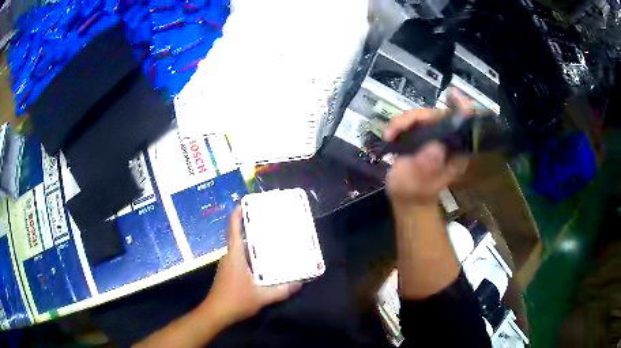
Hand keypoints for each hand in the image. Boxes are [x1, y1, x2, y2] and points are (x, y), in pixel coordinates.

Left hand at [201, 207, 300, 326]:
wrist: (216, 313)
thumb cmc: (236, 300)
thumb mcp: (262, 297)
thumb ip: (281, 290)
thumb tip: (299, 284)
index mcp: (235, 256)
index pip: (234, 230)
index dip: (237, 215)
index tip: (243, 203)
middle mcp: (230, 257)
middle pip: (238, 237)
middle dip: (250, 228)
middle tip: (268, 223)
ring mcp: (227, 266)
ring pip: (240, 249)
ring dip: (251, 243)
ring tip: (269, 240)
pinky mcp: (228, 273)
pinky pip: (240, 258)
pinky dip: (250, 256)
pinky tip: (262, 262)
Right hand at [383, 89, 469, 207]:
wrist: (405, 199)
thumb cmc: (414, 193)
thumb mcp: (420, 182)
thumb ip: (427, 165)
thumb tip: (434, 145)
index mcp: (456, 152)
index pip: (464, 125)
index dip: (461, 108)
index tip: (452, 94)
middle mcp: (448, 141)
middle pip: (438, 115)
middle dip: (417, 117)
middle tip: (398, 127)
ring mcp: (434, 137)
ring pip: (422, 116)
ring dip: (403, 121)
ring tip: (389, 135)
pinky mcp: (421, 136)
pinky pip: (411, 121)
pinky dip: (398, 125)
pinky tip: (388, 136)